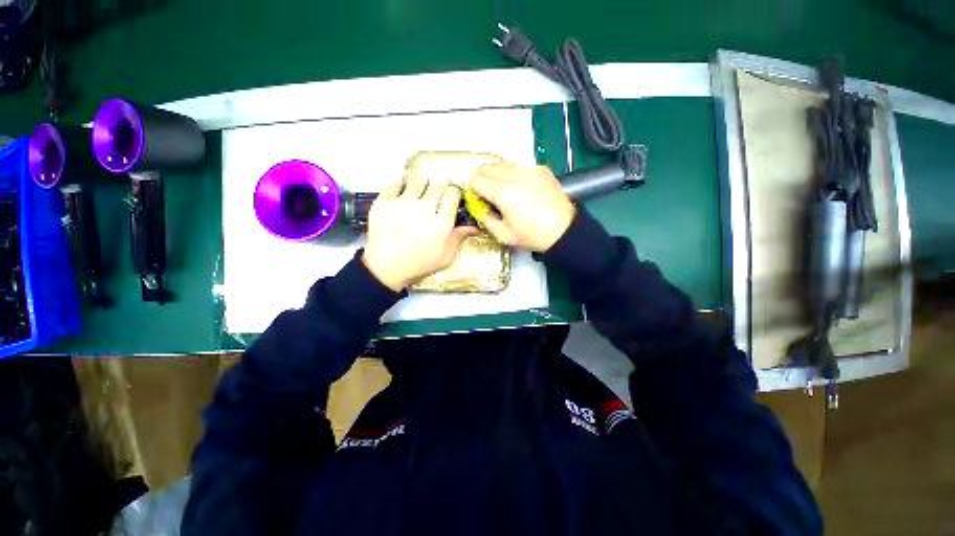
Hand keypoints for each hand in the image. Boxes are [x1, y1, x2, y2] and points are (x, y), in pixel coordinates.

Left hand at [362, 177, 475, 291]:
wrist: (385, 268)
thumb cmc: (418, 264)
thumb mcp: (445, 256)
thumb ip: (459, 238)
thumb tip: (473, 226)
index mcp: (439, 224)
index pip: (452, 192)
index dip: (454, 193)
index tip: (451, 197)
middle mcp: (422, 211)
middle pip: (438, 182)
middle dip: (440, 188)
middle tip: (436, 196)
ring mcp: (401, 205)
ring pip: (418, 180)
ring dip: (422, 186)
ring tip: (419, 198)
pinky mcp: (383, 203)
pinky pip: (396, 183)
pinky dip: (402, 188)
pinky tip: (403, 198)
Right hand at [469, 162, 575, 251]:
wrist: (564, 231)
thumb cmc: (535, 235)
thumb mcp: (503, 235)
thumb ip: (485, 218)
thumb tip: (480, 208)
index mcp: (504, 192)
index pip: (476, 179)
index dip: (474, 190)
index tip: (479, 199)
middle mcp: (516, 175)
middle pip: (487, 166)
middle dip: (483, 179)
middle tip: (488, 195)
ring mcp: (530, 170)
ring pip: (503, 163)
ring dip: (497, 175)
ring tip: (505, 192)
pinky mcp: (541, 170)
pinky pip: (519, 166)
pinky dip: (514, 174)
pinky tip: (521, 190)